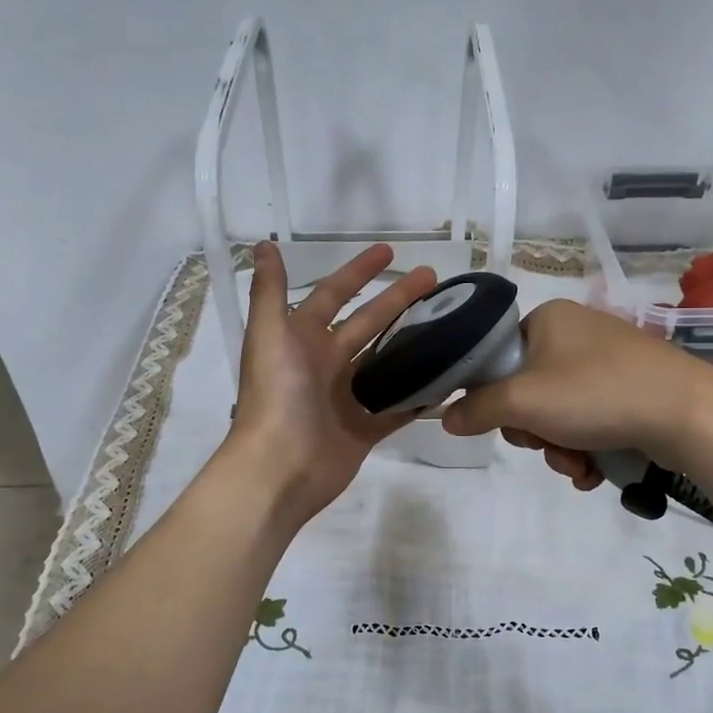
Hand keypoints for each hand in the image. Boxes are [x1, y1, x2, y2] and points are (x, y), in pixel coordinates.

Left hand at [227, 241, 436, 526]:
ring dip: (411, 344)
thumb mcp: (269, 334)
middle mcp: (324, 364)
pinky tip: (446, 380)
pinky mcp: (363, 430)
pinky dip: (418, 397)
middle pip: (368, 324)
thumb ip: (270, 291)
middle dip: (398, 300)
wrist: (280, 467)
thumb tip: (264, 245)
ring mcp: (345, 399)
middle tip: (435, 281)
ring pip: (384, 364)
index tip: (391, 253)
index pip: (334, 295)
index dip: (358, 272)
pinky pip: (396, 409)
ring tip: (449, 326)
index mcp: (301, 339)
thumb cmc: (277, 395)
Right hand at [440, 298, 712, 487]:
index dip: (495, 398)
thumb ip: (477, 409)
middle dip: (534, 432)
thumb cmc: (596, 394)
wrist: (687, 413)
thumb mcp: (523, 402)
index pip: (498, 357)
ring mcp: (608, 361)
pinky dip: (586, 448)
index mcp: (548, 319)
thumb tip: (445, 416)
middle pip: (528, 391)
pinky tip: (594, 470)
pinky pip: (590, 420)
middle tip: (546, 445)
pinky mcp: (632, 388)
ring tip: (578, 466)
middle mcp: (577, 332)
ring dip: (559, 448)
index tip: (508, 424)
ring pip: (559, 413)